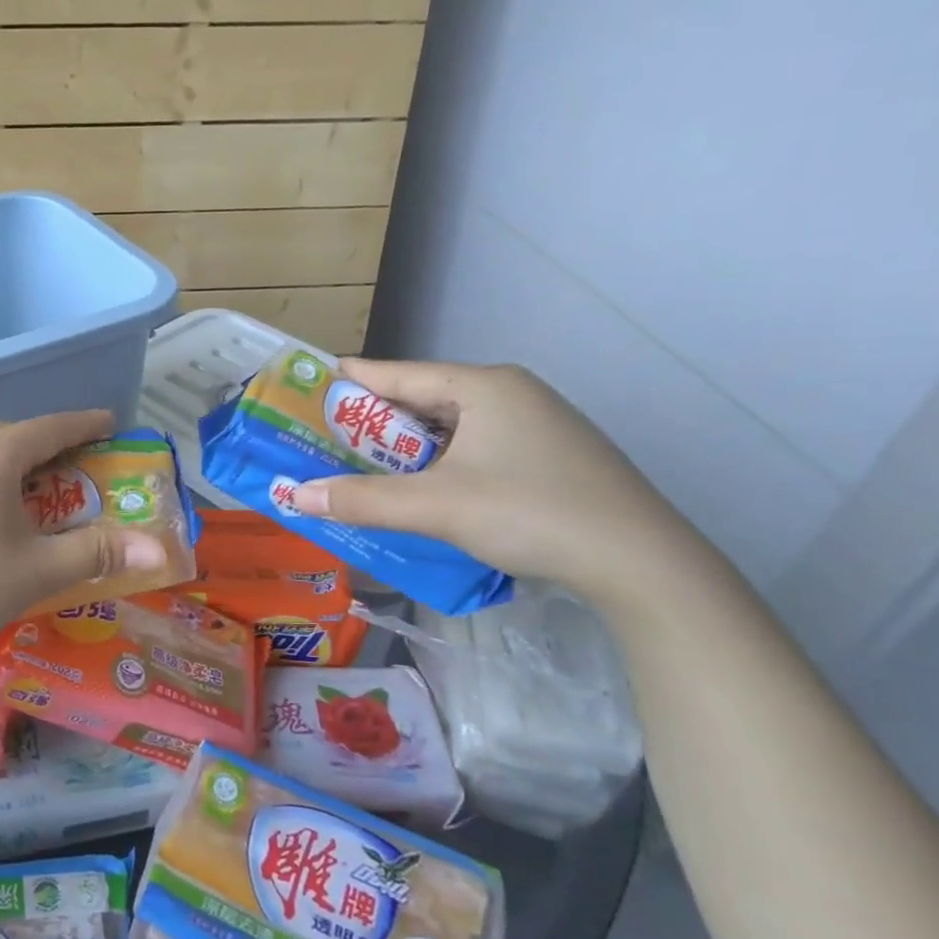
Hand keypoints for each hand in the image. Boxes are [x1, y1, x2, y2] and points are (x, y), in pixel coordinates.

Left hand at [0, 411, 168, 671]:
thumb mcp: (39, 571)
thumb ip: (99, 553)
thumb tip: (159, 548)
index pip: (50, 428)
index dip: (84, 425)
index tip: (110, 423)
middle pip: (11, 434)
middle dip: (47, 441)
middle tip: (75, 461)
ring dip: (8, 456)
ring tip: (28, 481)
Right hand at [290, 360, 705, 608]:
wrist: (643, 564)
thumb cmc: (531, 513)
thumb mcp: (437, 506)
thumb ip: (362, 499)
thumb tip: (295, 496)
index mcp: (483, 386)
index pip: (396, 374)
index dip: (347, 382)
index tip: (306, 389)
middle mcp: (509, 393)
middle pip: (422, 401)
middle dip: (372, 424)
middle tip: (323, 441)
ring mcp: (535, 424)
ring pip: (450, 428)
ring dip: (406, 449)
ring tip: (362, 468)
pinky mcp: (549, 457)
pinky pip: (474, 449)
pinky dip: (439, 464)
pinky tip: (422, 490)